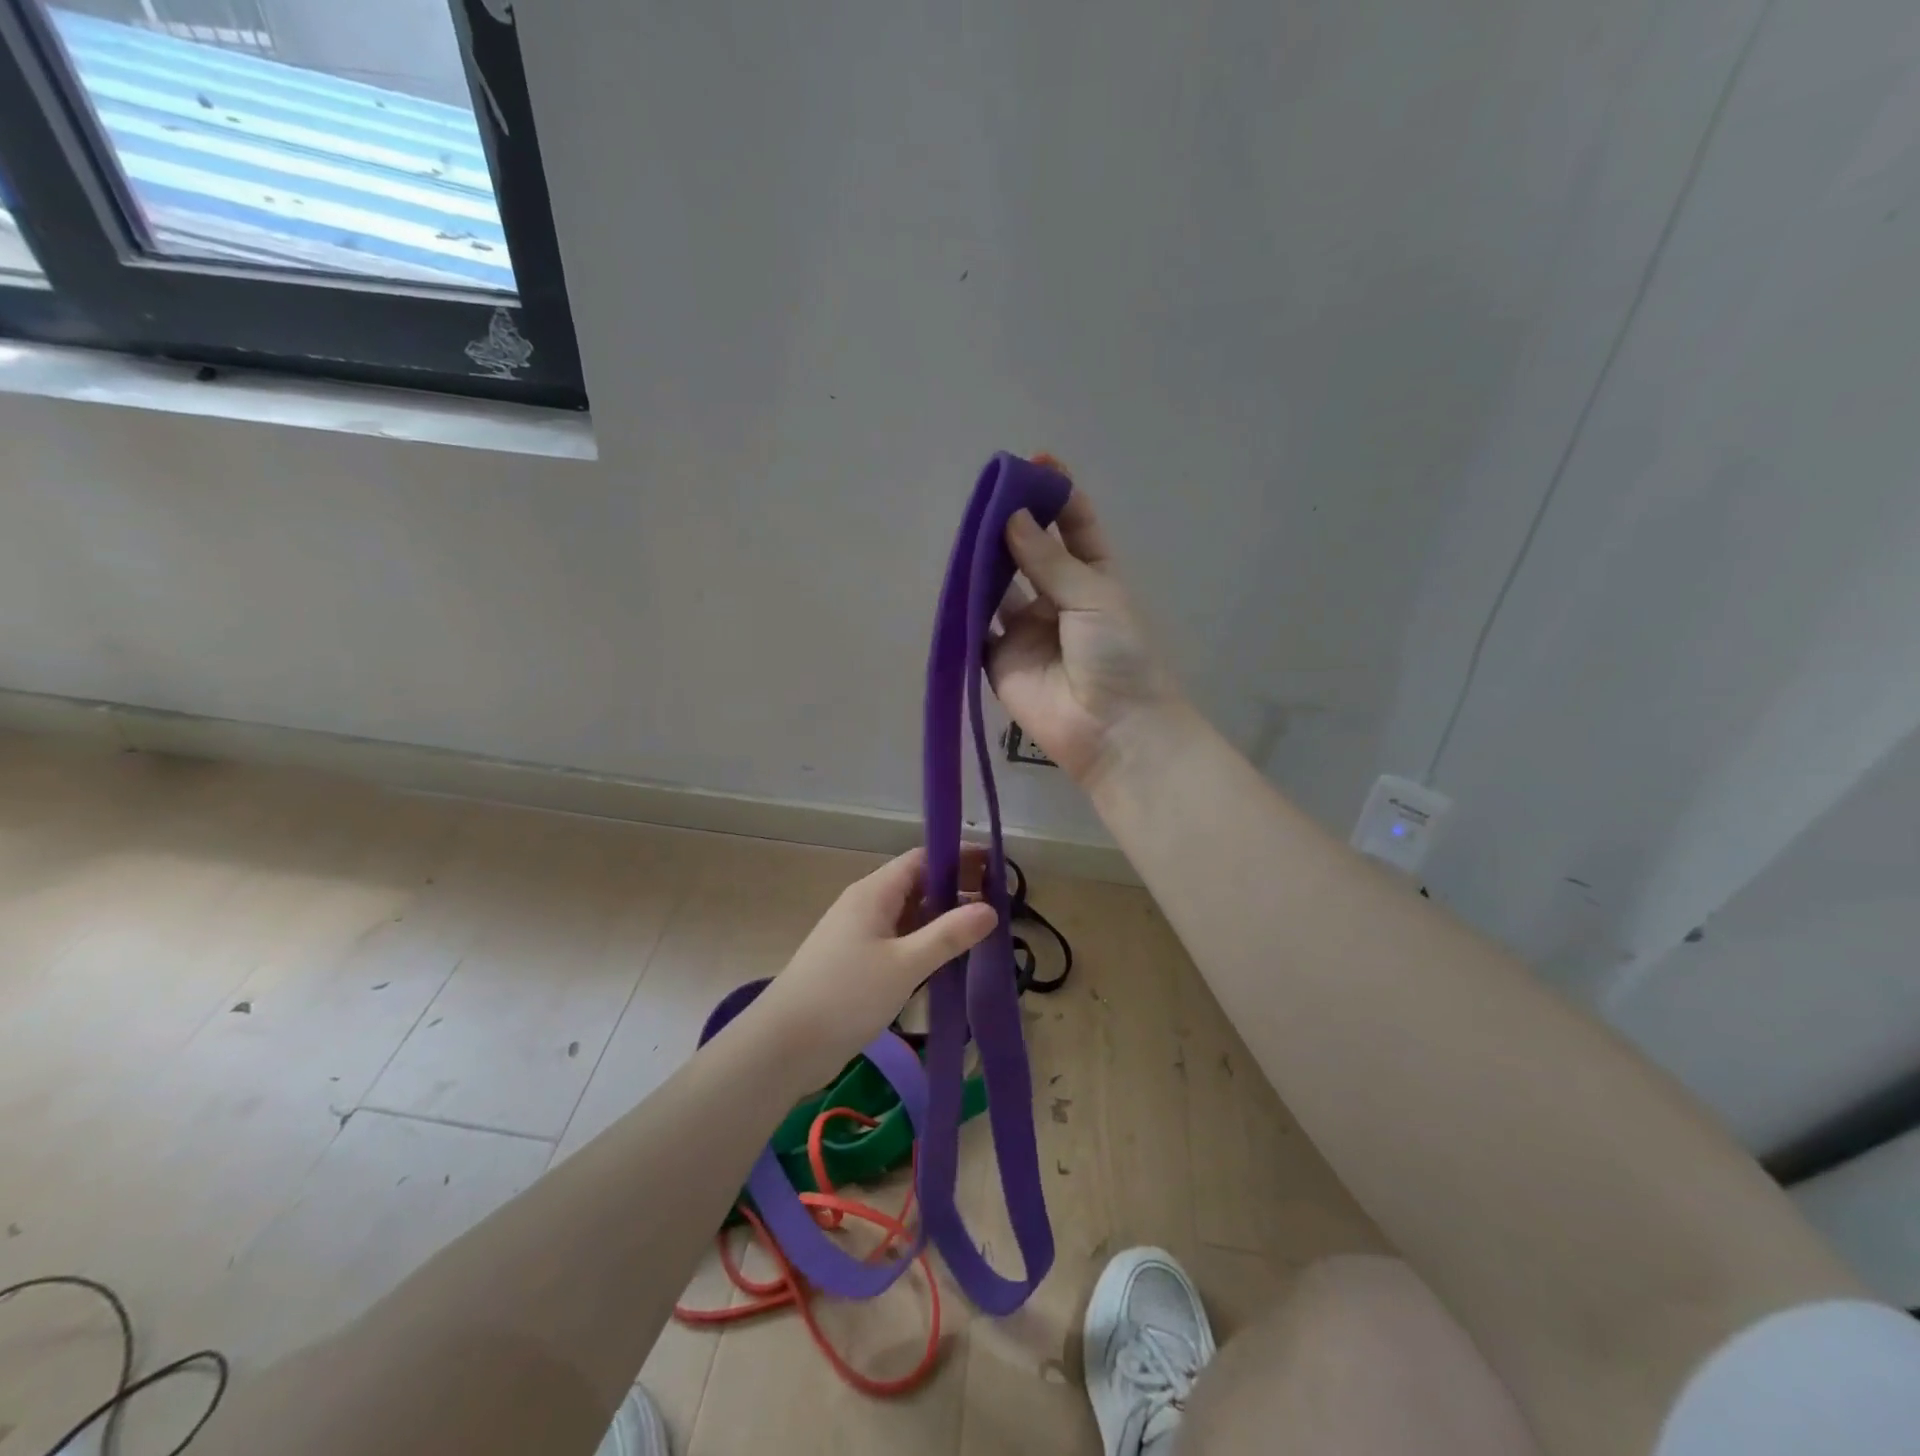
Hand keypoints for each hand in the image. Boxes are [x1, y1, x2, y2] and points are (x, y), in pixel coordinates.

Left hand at [747, 847, 996, 1090]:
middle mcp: (865, 904)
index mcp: (874, 892)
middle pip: (917, 885)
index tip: (996, 868)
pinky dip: (923, 943)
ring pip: (908, 915)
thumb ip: (948, 935)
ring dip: (941, 920)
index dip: (958, 858)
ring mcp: (858, 934)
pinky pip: (897, 940)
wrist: (785, 1044)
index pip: (922, 859)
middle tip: (997, 905)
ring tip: (981, 933)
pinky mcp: (855, 962)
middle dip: (955, 891)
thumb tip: (990, 908)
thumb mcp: (905, 965)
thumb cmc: (846, 996)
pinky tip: (946, 962)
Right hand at [988, 480, 1184, 788]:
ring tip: (968, 528)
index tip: (1034, 462)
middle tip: (988, 493)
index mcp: (1094, 578)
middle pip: (1030, 552)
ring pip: (998, 585)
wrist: (1112, 729)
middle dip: (1012, 523)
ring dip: (985, 559)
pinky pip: (976, 625)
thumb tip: (1011, 517)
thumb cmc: (1119, 655)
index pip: (1074, 527)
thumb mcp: (1093, 597)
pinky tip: (953, 576)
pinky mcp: (998, 659)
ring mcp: (1026, 629)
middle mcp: (1057, 598)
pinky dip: (964, 604)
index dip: (1056, 495)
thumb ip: (1049, 561)